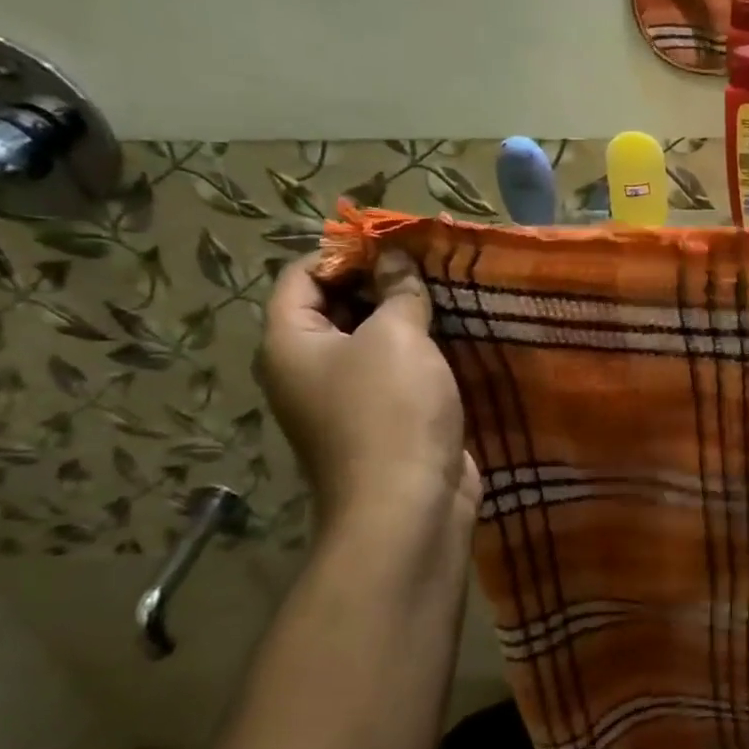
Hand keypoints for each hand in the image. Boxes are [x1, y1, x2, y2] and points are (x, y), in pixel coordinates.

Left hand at [258, 252, 479, 564]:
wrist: (409, 506)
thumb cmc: (390, 411)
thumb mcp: (395, 336)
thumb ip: (397, 291)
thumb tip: (397, 261)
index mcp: (290, 343)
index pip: (301, 275)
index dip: (344, 251)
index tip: (396, 242)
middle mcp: (310, 368)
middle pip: (336, 305)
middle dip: (381, 281)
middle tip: (429, 265)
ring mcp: (347, 398)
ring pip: (373, 339)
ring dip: (407, 316)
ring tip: (448, 293)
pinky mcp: (386, 419)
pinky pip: (398, 370)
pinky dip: (421, 350)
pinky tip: (457, 335)